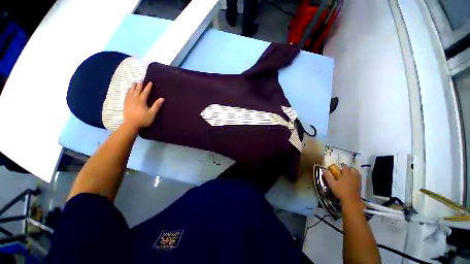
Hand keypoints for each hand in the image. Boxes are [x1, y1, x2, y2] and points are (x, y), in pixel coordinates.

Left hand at [123, 82, 164, 130]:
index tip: (150, 82)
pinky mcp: (126, 104)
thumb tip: (162, 98)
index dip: (148, 87)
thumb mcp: (152, 113)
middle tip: (141, 80)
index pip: (146, 92)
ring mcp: (129, 101)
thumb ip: (157, 105)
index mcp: (142, 101)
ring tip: (134, 83)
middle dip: (139, 85)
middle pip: (137, 90)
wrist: (131, 125)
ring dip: (133, 87)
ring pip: (131, 92)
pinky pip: (126, 95)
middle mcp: (135, 99)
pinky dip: (128, 92)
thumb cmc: (143, 119)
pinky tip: (128, 90)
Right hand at [323, 164, 361, 205]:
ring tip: (349, 174)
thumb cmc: (340, 191)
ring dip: (353, 172)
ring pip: (357, 173)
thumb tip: (323, 170)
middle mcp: (353, 176)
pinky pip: (359, 178)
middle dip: (349, 168)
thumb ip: (327, 176)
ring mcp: (357, 181)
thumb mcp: (331, 184)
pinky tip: (352, 180)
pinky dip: (356, 177)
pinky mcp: (360, 186)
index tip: (340, 165)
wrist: (351, 201)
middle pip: (353, 169)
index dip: (342, 165)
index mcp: (346, 174)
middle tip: (345, 170)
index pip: (345, 167)